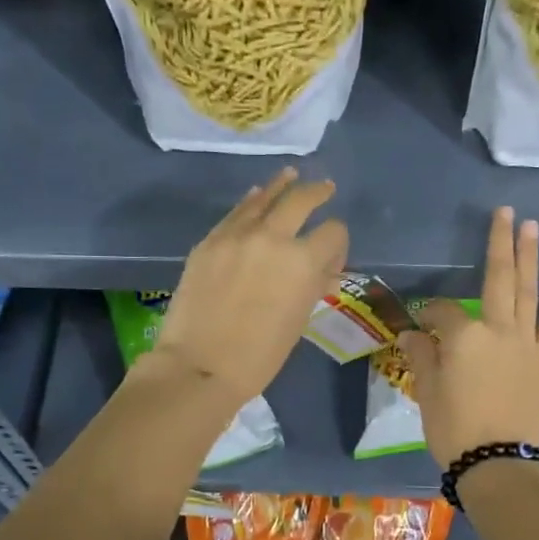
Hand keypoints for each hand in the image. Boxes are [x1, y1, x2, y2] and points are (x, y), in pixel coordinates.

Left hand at [145, 168, 348, 409]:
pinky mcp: (209, 242)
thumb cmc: (259, 357)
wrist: (199, 365)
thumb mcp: (298, 321)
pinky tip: (256, 196)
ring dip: (282, 185)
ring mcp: (236, 235)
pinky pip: (235, 213)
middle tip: (325, 189)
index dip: (338, 243)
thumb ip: (311, 287)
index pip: (333, 232)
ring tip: (291, 174)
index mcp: (303, 262)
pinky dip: (250, 203)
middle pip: (301, 200)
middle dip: (317, 193)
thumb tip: (319, 271)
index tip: (332, 256)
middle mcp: (272, 238)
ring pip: (264, 197)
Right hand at [399, 207, 538, 467]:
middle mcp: (497, 328)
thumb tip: (413, 334)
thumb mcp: (427, 391)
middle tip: (504, 212)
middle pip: (496, 279)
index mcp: (462, 336)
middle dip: (498, 244)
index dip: (430, 314)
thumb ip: (422, 356)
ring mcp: (525, 341)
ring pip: (527, 291)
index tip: (421, 325)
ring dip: (529, 256)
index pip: (442, 311)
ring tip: (531, 226)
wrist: (498, 461)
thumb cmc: (453, 428)